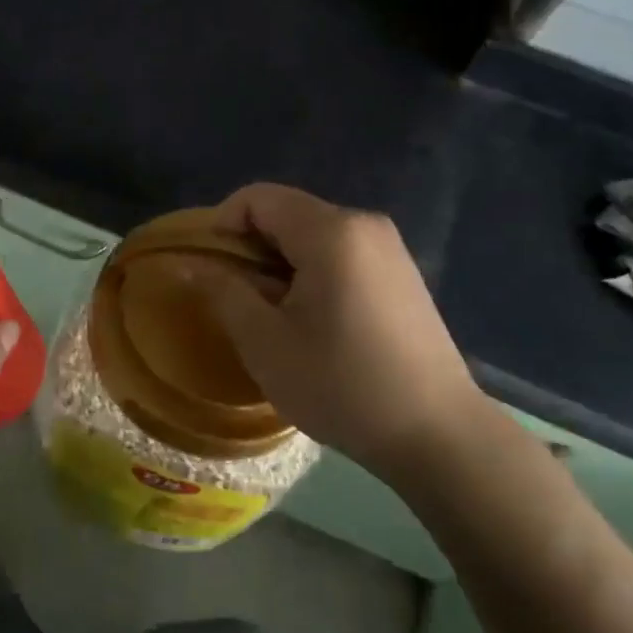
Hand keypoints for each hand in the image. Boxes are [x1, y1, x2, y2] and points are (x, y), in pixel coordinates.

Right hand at [210, 183, 484, 486]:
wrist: (439, 435)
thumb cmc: (342, 385)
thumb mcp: (265, 343)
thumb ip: (223, 292)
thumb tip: (192, 263)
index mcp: (331, 231)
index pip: (258, 197)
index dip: (222, 224)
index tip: (209, 268)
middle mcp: (363, 223)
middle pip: (287, 212)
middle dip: (251, 247)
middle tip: (237, 297)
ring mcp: (389, 247)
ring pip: (314, 234)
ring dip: (281, 262)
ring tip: (273, 314)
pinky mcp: (402, 273)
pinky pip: (342, 252)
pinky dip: (313, 271)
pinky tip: (315, 320)